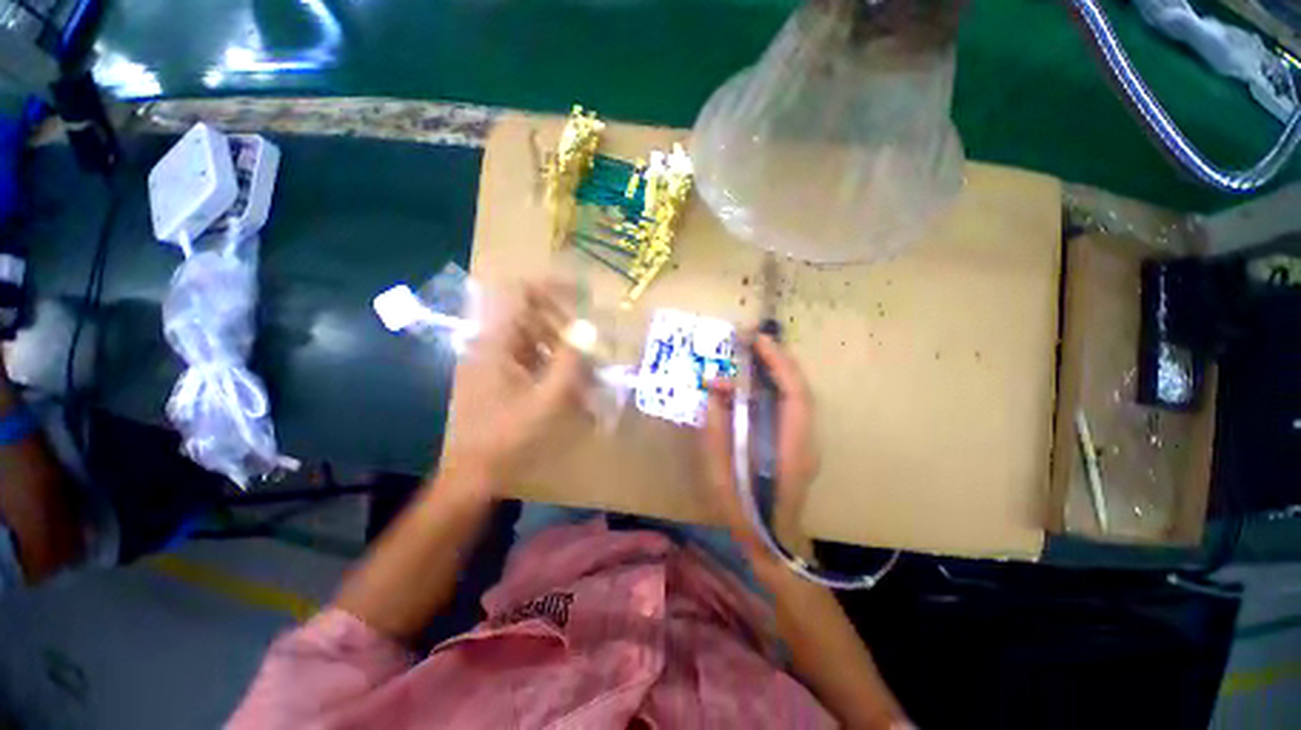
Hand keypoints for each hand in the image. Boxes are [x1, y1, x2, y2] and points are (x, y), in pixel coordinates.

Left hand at [443, 281, 592, 486]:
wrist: (474, 473)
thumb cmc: (509, 436)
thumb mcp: (548, 399)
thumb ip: (570, 360)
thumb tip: (588, 326)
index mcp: (497, 342)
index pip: (522, 293)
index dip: (554, 287)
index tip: (585, 295)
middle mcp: (493, 343)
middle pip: (534, 316)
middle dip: (568, 328)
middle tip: (593, 347)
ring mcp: (495, 360)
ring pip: (536, 339)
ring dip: (564, 351)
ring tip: (587, 375)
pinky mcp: (500, 376)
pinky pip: (532, 359)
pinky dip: (554, 367)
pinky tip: (572, 388)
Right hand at [701, 334, 818, 560]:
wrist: (774, 543)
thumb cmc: (745, 513)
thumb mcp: (720, 474)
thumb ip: (715, 430)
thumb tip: (714, 391)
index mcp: (790, 449)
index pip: (794, 395)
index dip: (779, 364)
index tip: (757, 341)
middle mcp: (806, 440)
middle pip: (800, 389)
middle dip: (779, 359)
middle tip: (752, 340)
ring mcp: (807, 441)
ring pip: (798, 394)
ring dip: (779, 370)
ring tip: (754, 353)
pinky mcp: (799, 442)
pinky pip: (792, 404)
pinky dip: (777, 384)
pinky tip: (758, 379)